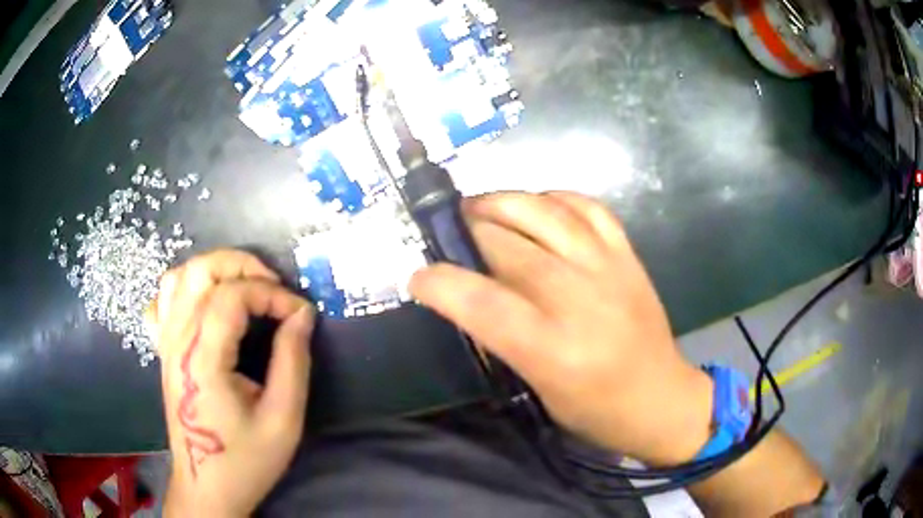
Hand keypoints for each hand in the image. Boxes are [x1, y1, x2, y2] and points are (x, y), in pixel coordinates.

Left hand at [148, 250, 314, 516]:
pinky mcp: (163, 351)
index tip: (300, 313)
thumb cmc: (245, 460)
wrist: (206, 486)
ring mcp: (165, 343)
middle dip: (243, 266)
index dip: (272, 294)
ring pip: (179, 276)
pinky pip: (163, 301)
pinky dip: (185, 289)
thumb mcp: (283, 419)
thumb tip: (301, 314)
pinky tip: (205, 304)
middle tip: (274, 288)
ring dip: (216, 271)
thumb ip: (293, 361)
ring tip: (245, 289)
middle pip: (200, 270)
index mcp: (203, 359)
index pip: (233, 295)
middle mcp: (177, 341)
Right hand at [409, 192, 713, 465]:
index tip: (418, 278)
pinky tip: (536, 205)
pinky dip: (554, 198)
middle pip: (508, 246)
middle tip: (448, 232)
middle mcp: (579, 300)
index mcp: (552, 350)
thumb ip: (500, 339)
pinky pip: (588, 207)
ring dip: (503, 202)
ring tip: (480, 207)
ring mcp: (608, 269)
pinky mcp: (628, 255)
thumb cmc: (594, 409)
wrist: (660, 397)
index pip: (482, 302)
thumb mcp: (537, 389)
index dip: (440, 283)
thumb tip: (465, 296)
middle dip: (467, 231)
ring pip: (546, 213)